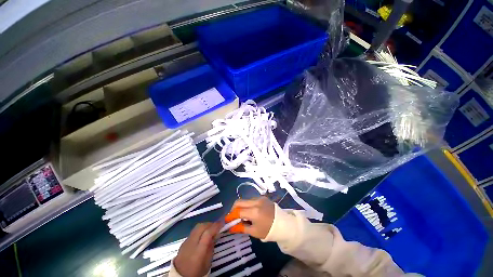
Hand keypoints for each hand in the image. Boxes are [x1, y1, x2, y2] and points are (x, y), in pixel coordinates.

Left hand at [174, 222, 220, 276]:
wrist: (180, 276)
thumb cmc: (197, 271)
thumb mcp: (208, 263)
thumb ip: (211, 247)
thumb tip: (215, 235)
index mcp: (198, 251)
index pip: (207, 233)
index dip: (216, 226)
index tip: (222, 223)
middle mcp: (191, 243)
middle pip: (201, 227)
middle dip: (211, 224)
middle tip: (217, 226)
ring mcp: (186, 241)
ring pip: (197, 227)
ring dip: (205, 225)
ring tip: (211, 228)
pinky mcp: (184, 241)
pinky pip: (194, 231)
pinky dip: (200, 229)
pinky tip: (203, 233)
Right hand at [228, 196, 274, 238]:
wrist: (283, 224)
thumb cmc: (268, 230)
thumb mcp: (254, 231)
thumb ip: (241, 227)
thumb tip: (230, 227)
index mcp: (254, 211)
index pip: (238, 211)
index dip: (230, 216)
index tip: (226, 220)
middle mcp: (256, 202)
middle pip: (239, 202)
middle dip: (233, 209)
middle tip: (232, 217)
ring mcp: (259, 198)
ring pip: (245, 200)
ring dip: (240, 206)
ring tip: (242, 215)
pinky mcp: (262, 197)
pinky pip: (251, 199)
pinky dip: (247, 204)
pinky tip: (249, 211)